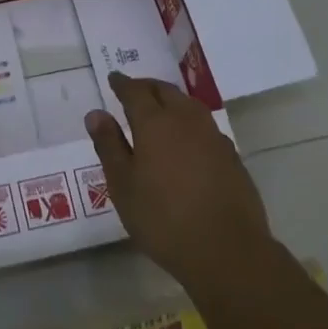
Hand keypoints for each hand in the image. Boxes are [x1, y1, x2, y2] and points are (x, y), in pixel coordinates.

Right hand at [85, 72, 273, 290]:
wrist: (227, 250)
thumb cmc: (163, 218)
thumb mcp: (123, 185)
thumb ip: (109, 145)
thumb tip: (96, 113)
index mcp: (155, 123)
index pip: (135, 92)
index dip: (122, 84)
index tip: (113, 78)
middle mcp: (186, 121)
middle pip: (166, 91)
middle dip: (147, 87)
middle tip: (133, 90)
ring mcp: (214, 137)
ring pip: (189, 105)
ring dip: (171, 100)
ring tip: (159, 109)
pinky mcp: (231, 156)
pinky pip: (204, 126)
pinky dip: (189, 122)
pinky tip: (186, 140)